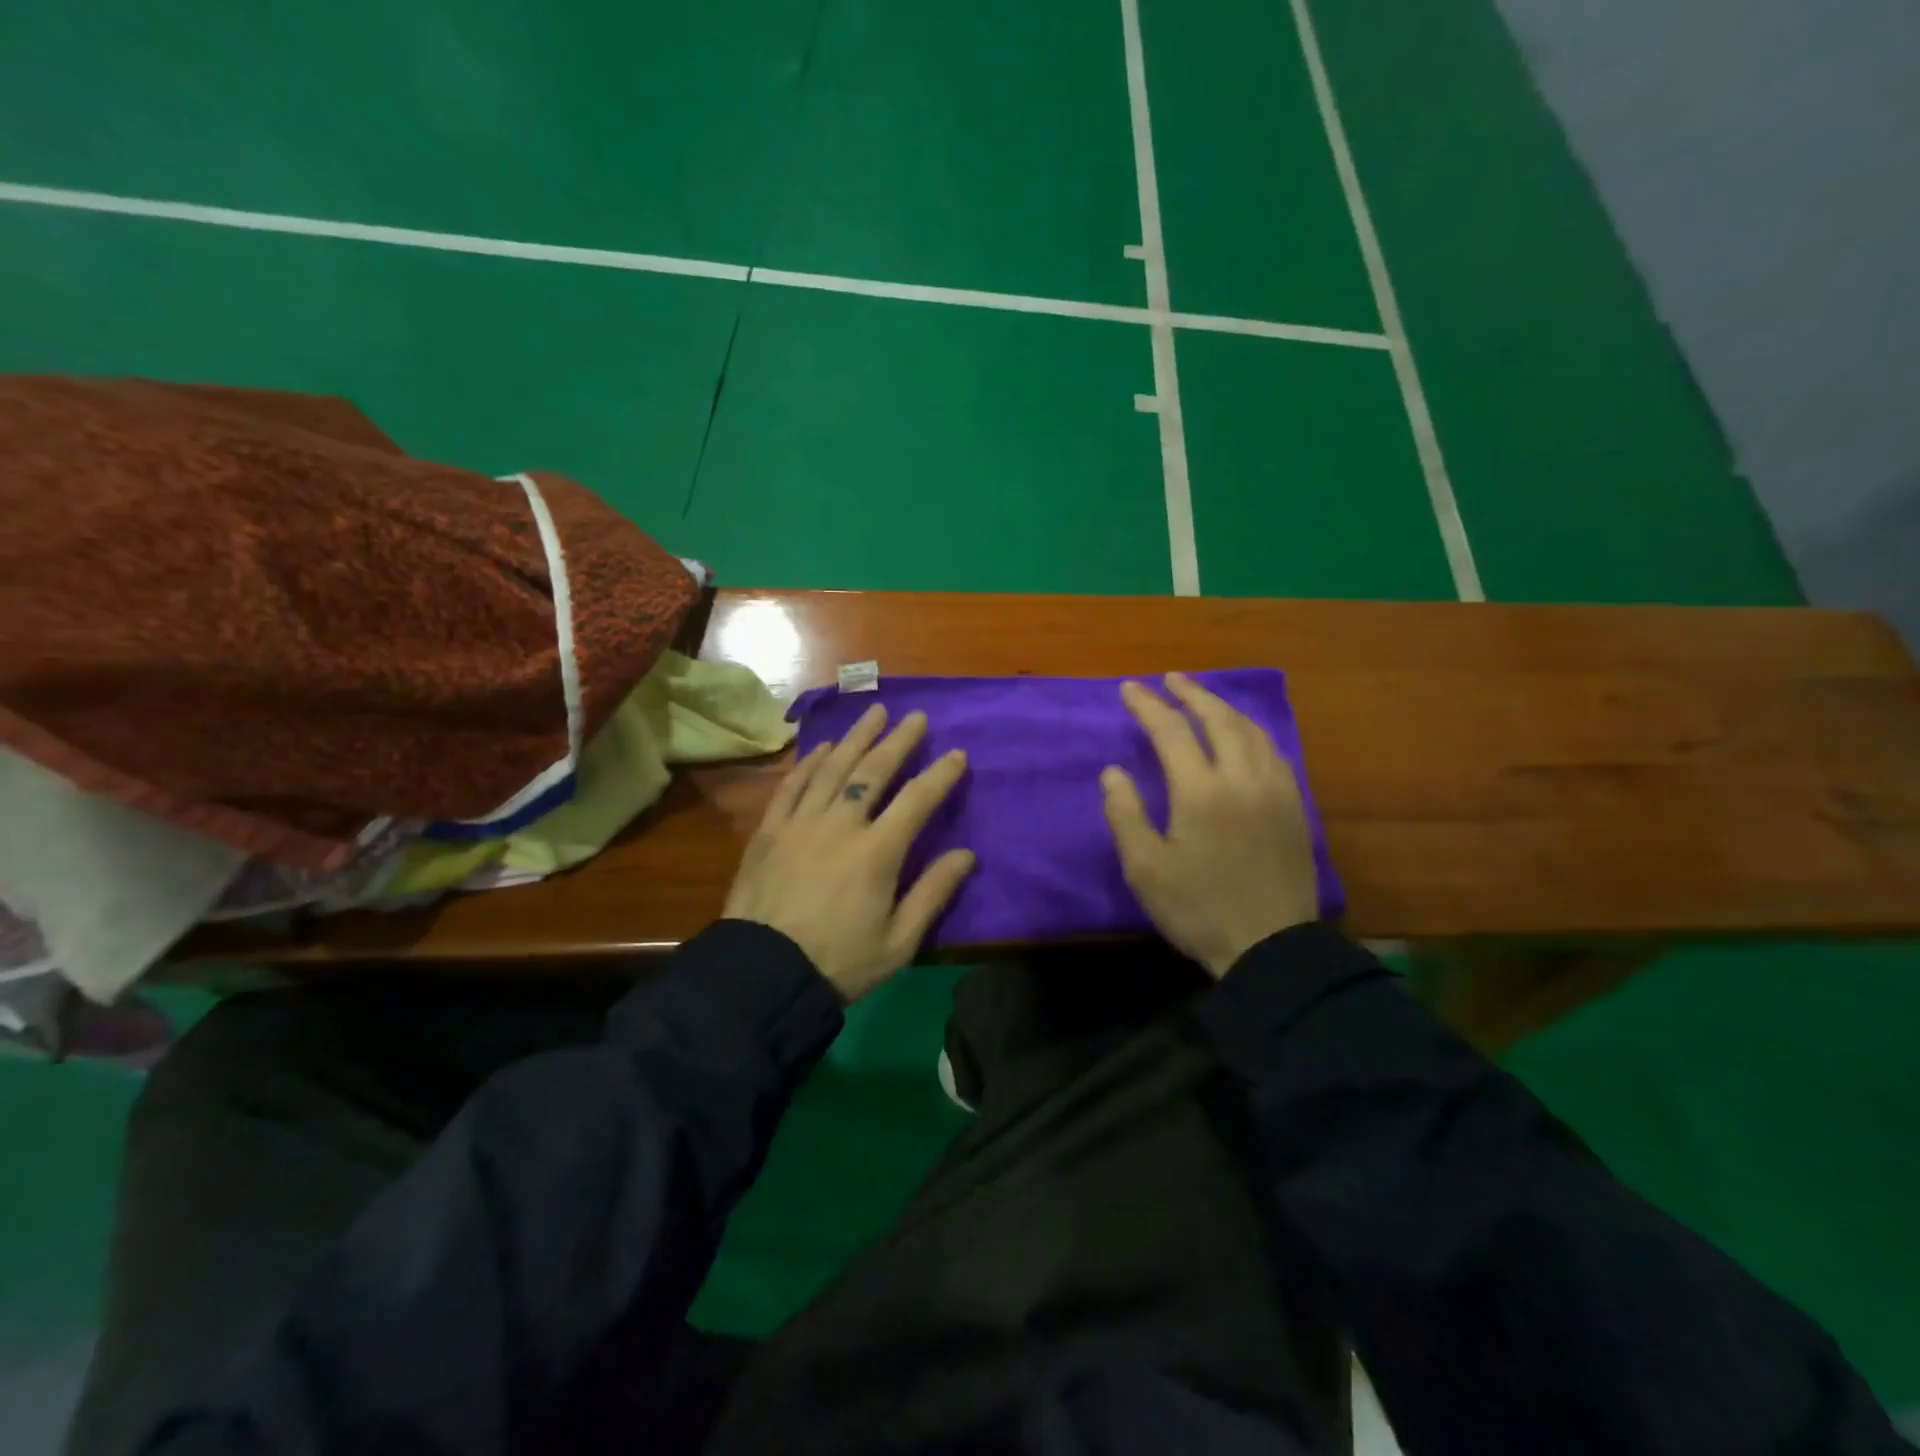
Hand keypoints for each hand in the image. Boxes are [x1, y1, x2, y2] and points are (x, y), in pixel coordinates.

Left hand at [723, 704, 974, 1002]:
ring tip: (874, 713)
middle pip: (873, 771)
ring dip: (856, 738)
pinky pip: (792, 786)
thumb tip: (967, 854)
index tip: (957, 753)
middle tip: (916, 717)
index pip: (917, 800)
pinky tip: (823, 747)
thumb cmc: (839, 962)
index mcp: (878, 851)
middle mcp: (841, 825)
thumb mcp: (899, 942)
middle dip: (899, 741)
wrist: (762, 976)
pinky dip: (810, 763)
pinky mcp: (770, 830)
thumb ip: (933, 894)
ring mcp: (801, 823)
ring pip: (833, 768)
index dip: (941, 774)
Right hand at [1102, 673, 1319, 978]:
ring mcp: (1276, 790)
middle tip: (1170, 679)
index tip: (1129, 689)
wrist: (1271, 948)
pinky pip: (1273, 752)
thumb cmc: (1198, 909)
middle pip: (1218, 719)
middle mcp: (1243, 779)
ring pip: (1252, 731)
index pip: (1172, 732)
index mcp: (1202, 792)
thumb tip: (1114, 772)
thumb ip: (1125, 814)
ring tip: (1203, 699)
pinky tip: (1243, 736)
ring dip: (1224, 708)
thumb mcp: (1145, 869)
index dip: (1148, 706)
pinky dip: (1251, 732)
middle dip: (1192, 693)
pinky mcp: (1295, 807)